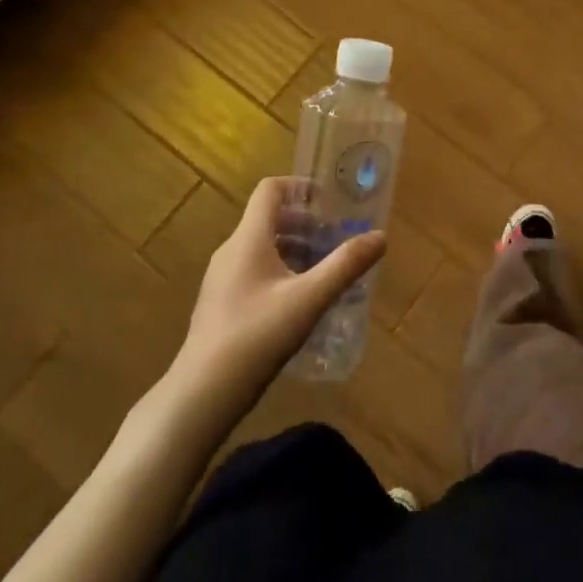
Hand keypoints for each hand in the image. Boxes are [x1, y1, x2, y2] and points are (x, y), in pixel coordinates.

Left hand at [178, 176, 384, 399]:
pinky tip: (302, 302)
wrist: (202, 394)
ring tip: (326, 270)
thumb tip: (380, 236)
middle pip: (269, 219)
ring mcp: (222, 279)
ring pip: (263, 248)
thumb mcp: (310, 299)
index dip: (300, 187)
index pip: (270, 190)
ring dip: (296, 249)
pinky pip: (255, 272)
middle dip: (307, 223)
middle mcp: (231, 251)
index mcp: (248, 239)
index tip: (330, 202)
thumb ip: (346, 265)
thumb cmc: (257, 336)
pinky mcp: (221, 304)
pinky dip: (282, 272)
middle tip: (338, 239)